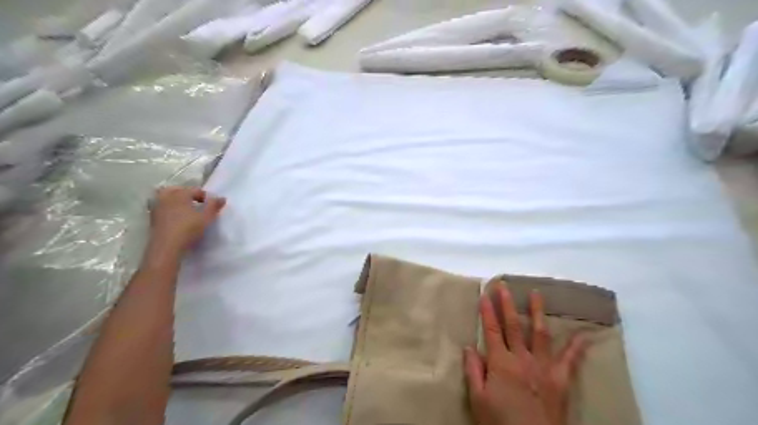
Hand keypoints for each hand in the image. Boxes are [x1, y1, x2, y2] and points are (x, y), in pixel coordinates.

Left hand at [148, 184, 224, 251]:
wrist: (167, 246)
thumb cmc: (188, 229)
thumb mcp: (206, 217)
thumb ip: (214, 206)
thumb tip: (222, 198)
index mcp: (180, 194)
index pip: (195, 190)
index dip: (205, 196)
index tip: (212, 205)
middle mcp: (166, 197)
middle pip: (177, 190)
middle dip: (187, 195)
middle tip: (197, 204)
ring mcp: (157, 207)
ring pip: (167, 197)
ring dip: (176, 200)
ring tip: (186, 209)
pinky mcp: (152, 217)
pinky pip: (162, 207)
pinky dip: (169, 208)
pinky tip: (176, 217)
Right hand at [465, 286, 587, 424]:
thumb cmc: (500, 423)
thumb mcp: (478, 400)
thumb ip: (473, 371)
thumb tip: (469, 347)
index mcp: (501, 363)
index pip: (491, 331)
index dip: (487, 312)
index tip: (484, 294)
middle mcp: (522, 359)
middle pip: (514, 326)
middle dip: (507, 304)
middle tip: (504, 285)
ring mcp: (543, 367)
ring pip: (540, 333)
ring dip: (537, 311)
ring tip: (536, 293)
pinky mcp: (560, 379)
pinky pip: (570, 359)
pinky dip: (578, 346)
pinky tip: (585, 334)